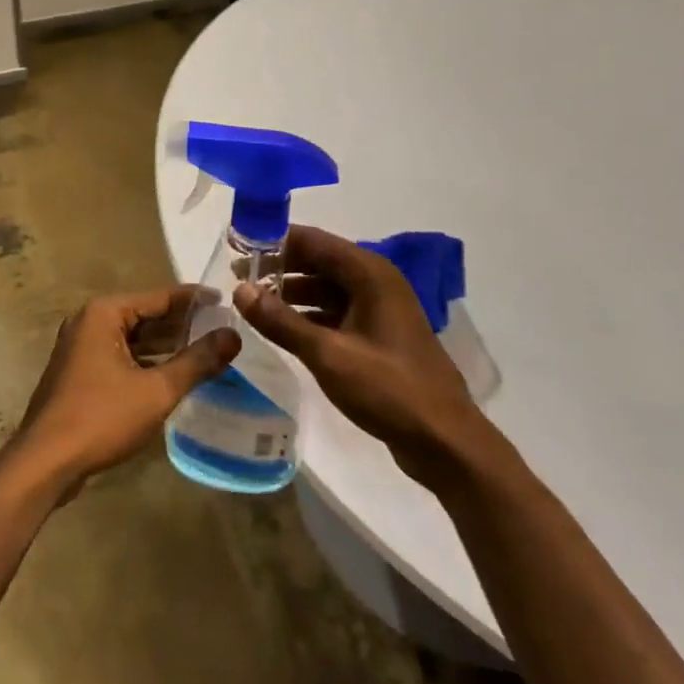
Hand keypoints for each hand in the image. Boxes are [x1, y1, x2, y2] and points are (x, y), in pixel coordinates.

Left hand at [11, 287, 237, 496]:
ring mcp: (81, 348)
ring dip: (166, 346)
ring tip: (208, 351)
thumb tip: (233, 335)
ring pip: (133, 339)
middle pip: (145, 316)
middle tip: (223, 329)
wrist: (45, 462)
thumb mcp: (156, 390)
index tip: (227, 300)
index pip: (159, 297)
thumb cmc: (101, 417)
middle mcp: (89, 321)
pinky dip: (147, 362)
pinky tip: (174, 375)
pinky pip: (121, 357)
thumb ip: (196, 362)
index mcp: (104, 313)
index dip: (195, 300)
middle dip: (182, 324)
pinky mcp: (80, 372)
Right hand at [235, 225, 496, 489]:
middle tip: (238, 276)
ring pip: (326, 287)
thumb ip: (281, 321)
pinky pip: (336, 311)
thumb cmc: (388, 389)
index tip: (238, 246)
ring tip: (253, 302)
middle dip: (279, 266)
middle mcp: (376, 282)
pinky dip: (308, 314)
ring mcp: (379, 309)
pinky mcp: (378, 335)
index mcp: (369, 274)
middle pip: (319, 261)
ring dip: (291, 292)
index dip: (274, 241)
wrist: (446, 442)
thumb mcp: (328, 354)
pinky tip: (282, 328)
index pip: (313, 241)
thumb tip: (239, 289)